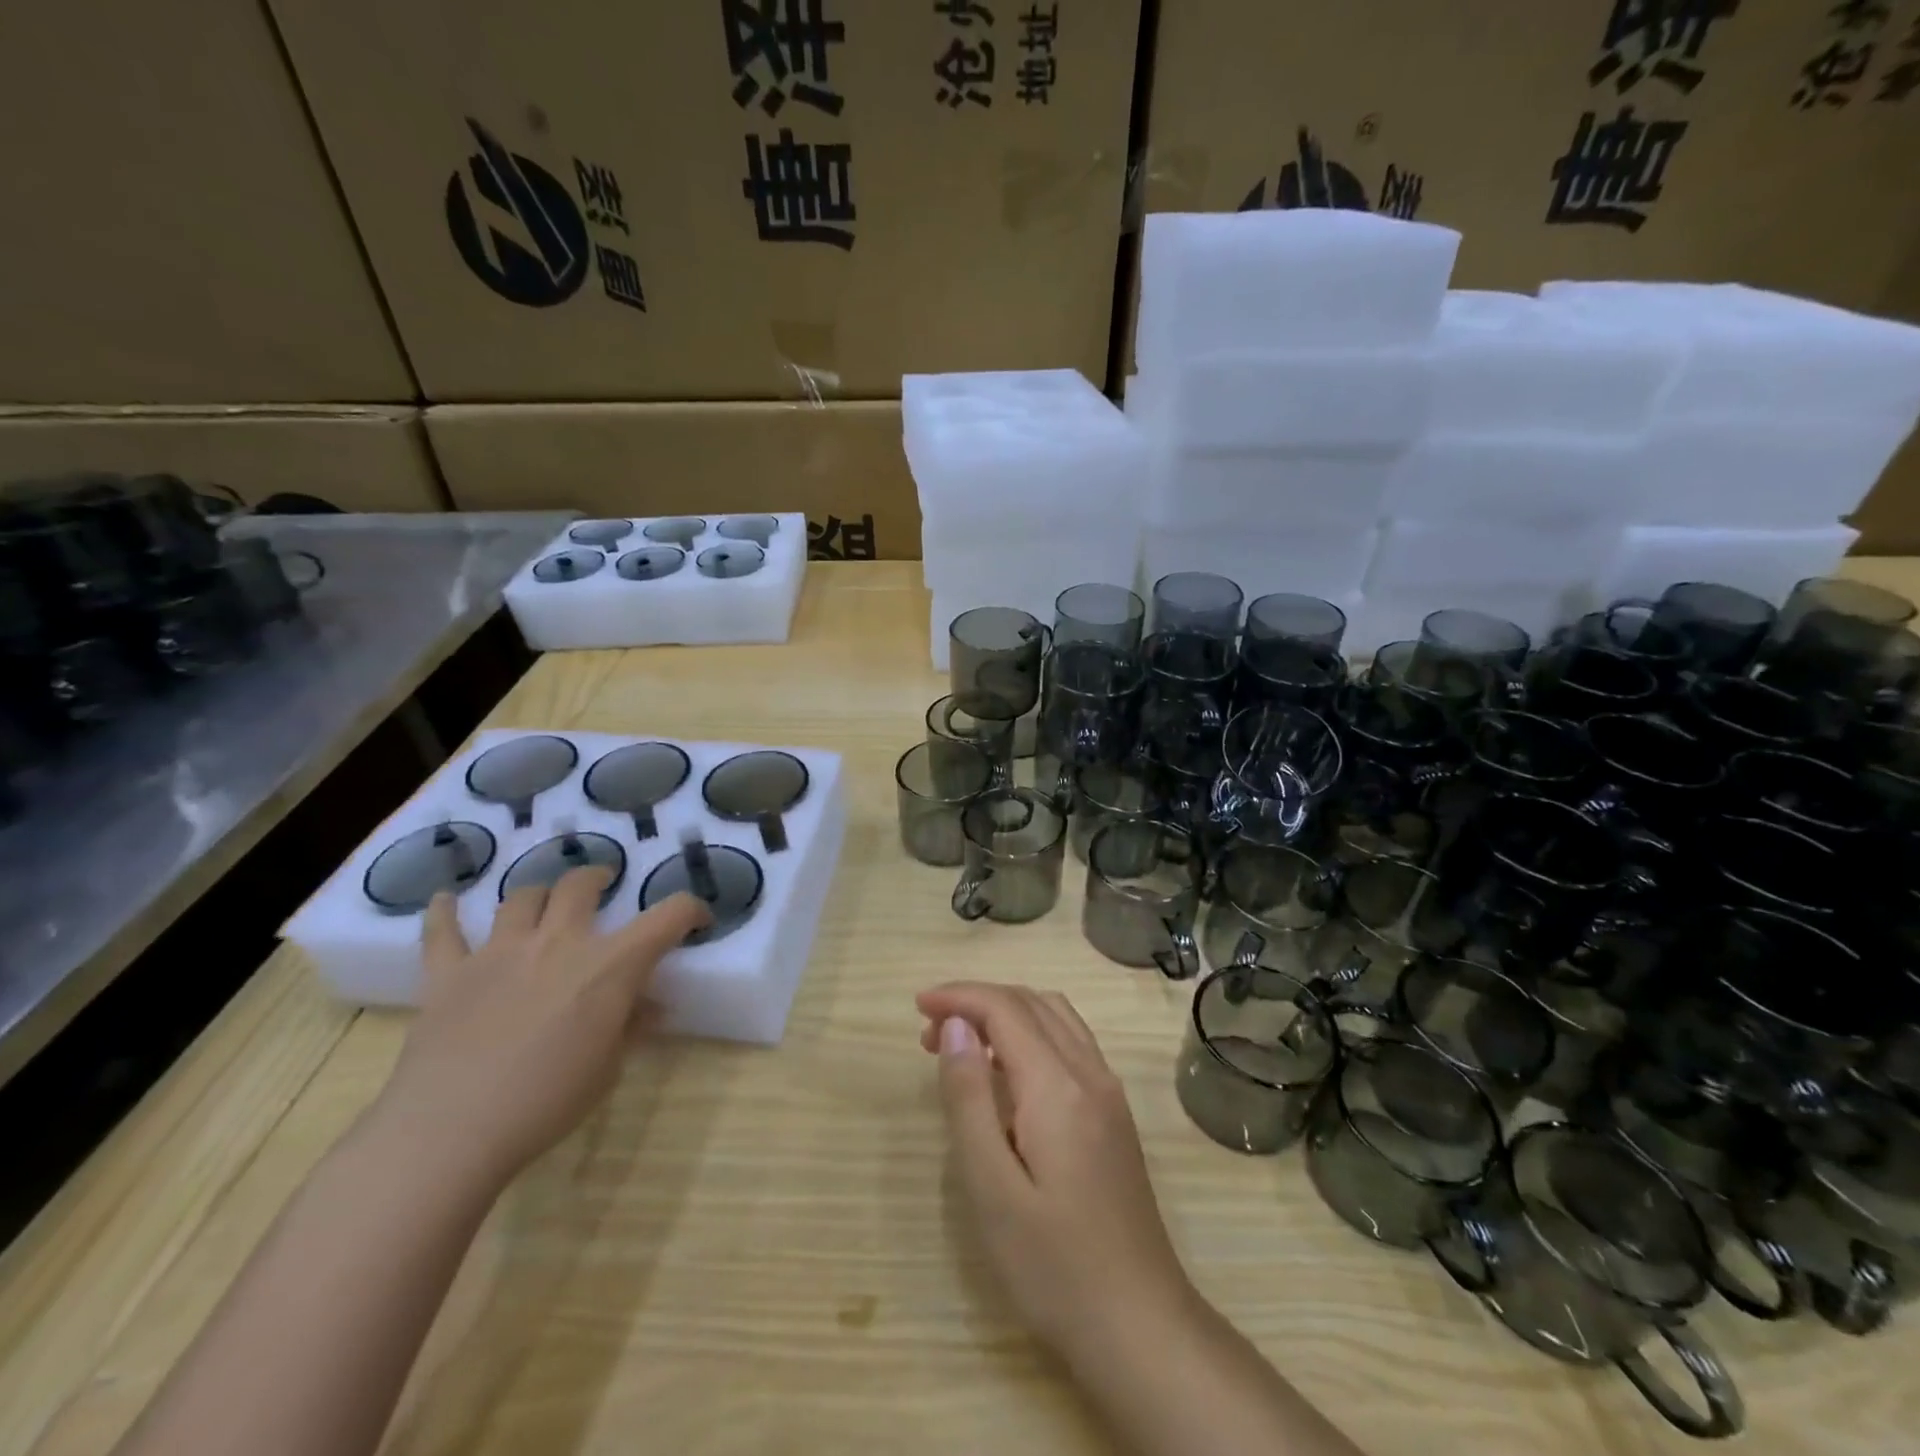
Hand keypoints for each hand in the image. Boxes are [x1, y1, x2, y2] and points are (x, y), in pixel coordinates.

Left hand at [377, 867, 711, 1189]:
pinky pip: (443, 932)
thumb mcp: (608, 1068)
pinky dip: (444, 913)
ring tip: (544, 901)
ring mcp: (500, 951)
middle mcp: (558, 942)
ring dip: (540, 893)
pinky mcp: (449, 973)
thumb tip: (647, 1006)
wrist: (451, 1129)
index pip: (667, 916)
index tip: (697, 919)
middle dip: (598, 878)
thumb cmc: (546, 1102)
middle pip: (581, 885)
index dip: (690, 910)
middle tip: (604, 885)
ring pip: (523, 897)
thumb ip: (629, 1026)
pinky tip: (445, 900)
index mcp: (609, 965)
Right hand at [917, 982, 1194, 1361]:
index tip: (918, 1005)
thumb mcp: (992, 1188)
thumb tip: (956, 1026)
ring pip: (1055, 1016)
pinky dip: (1031, 1031)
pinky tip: (1007, 1069)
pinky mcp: (1114, 1113)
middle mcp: (1090, 1072)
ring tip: (962, 1042)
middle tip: (929, 1030)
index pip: (1005, 1008)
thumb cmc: (1053, 1266)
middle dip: (978, 1001)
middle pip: (1031, 1003)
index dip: (960, 996)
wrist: (1140, 1325)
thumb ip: (969, 1099)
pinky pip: (1070, 1042)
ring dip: (1006, 1012)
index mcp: (1058, 1085)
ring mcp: (1109, 1091)